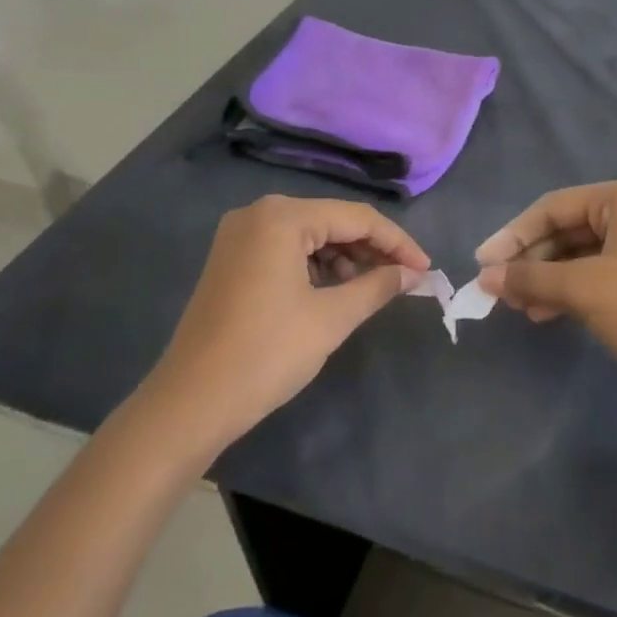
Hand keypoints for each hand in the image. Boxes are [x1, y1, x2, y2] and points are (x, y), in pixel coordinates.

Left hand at [148, 195, 429, 444]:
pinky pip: (286, 250)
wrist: (191, 402)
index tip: (425, 269)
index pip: (356, 217)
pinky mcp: (231, 259)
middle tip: (403, 279)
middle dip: (371, 250)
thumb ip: (378, 286)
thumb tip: (413, 273)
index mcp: (282, 217)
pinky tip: (333, 291)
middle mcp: (258, 213)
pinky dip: (315, 266)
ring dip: (344, 258)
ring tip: (370, 289)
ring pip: (310, 235)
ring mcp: (240, 235)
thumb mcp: (332, 318)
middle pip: (332, 221)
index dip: (397, 242)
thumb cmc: (267, 354)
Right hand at [474, 178, 616, 384]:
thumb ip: (530, 278)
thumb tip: (485, 278)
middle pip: (567, 229)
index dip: (513, 235)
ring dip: (547, 278)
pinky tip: (545, 314)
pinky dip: (570, 290)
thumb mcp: (582, 289)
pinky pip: (598, 273)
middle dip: (531, 260)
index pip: (554, 206)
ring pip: (581, 254)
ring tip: (518, 308)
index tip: (482, 264)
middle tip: (498, 290)